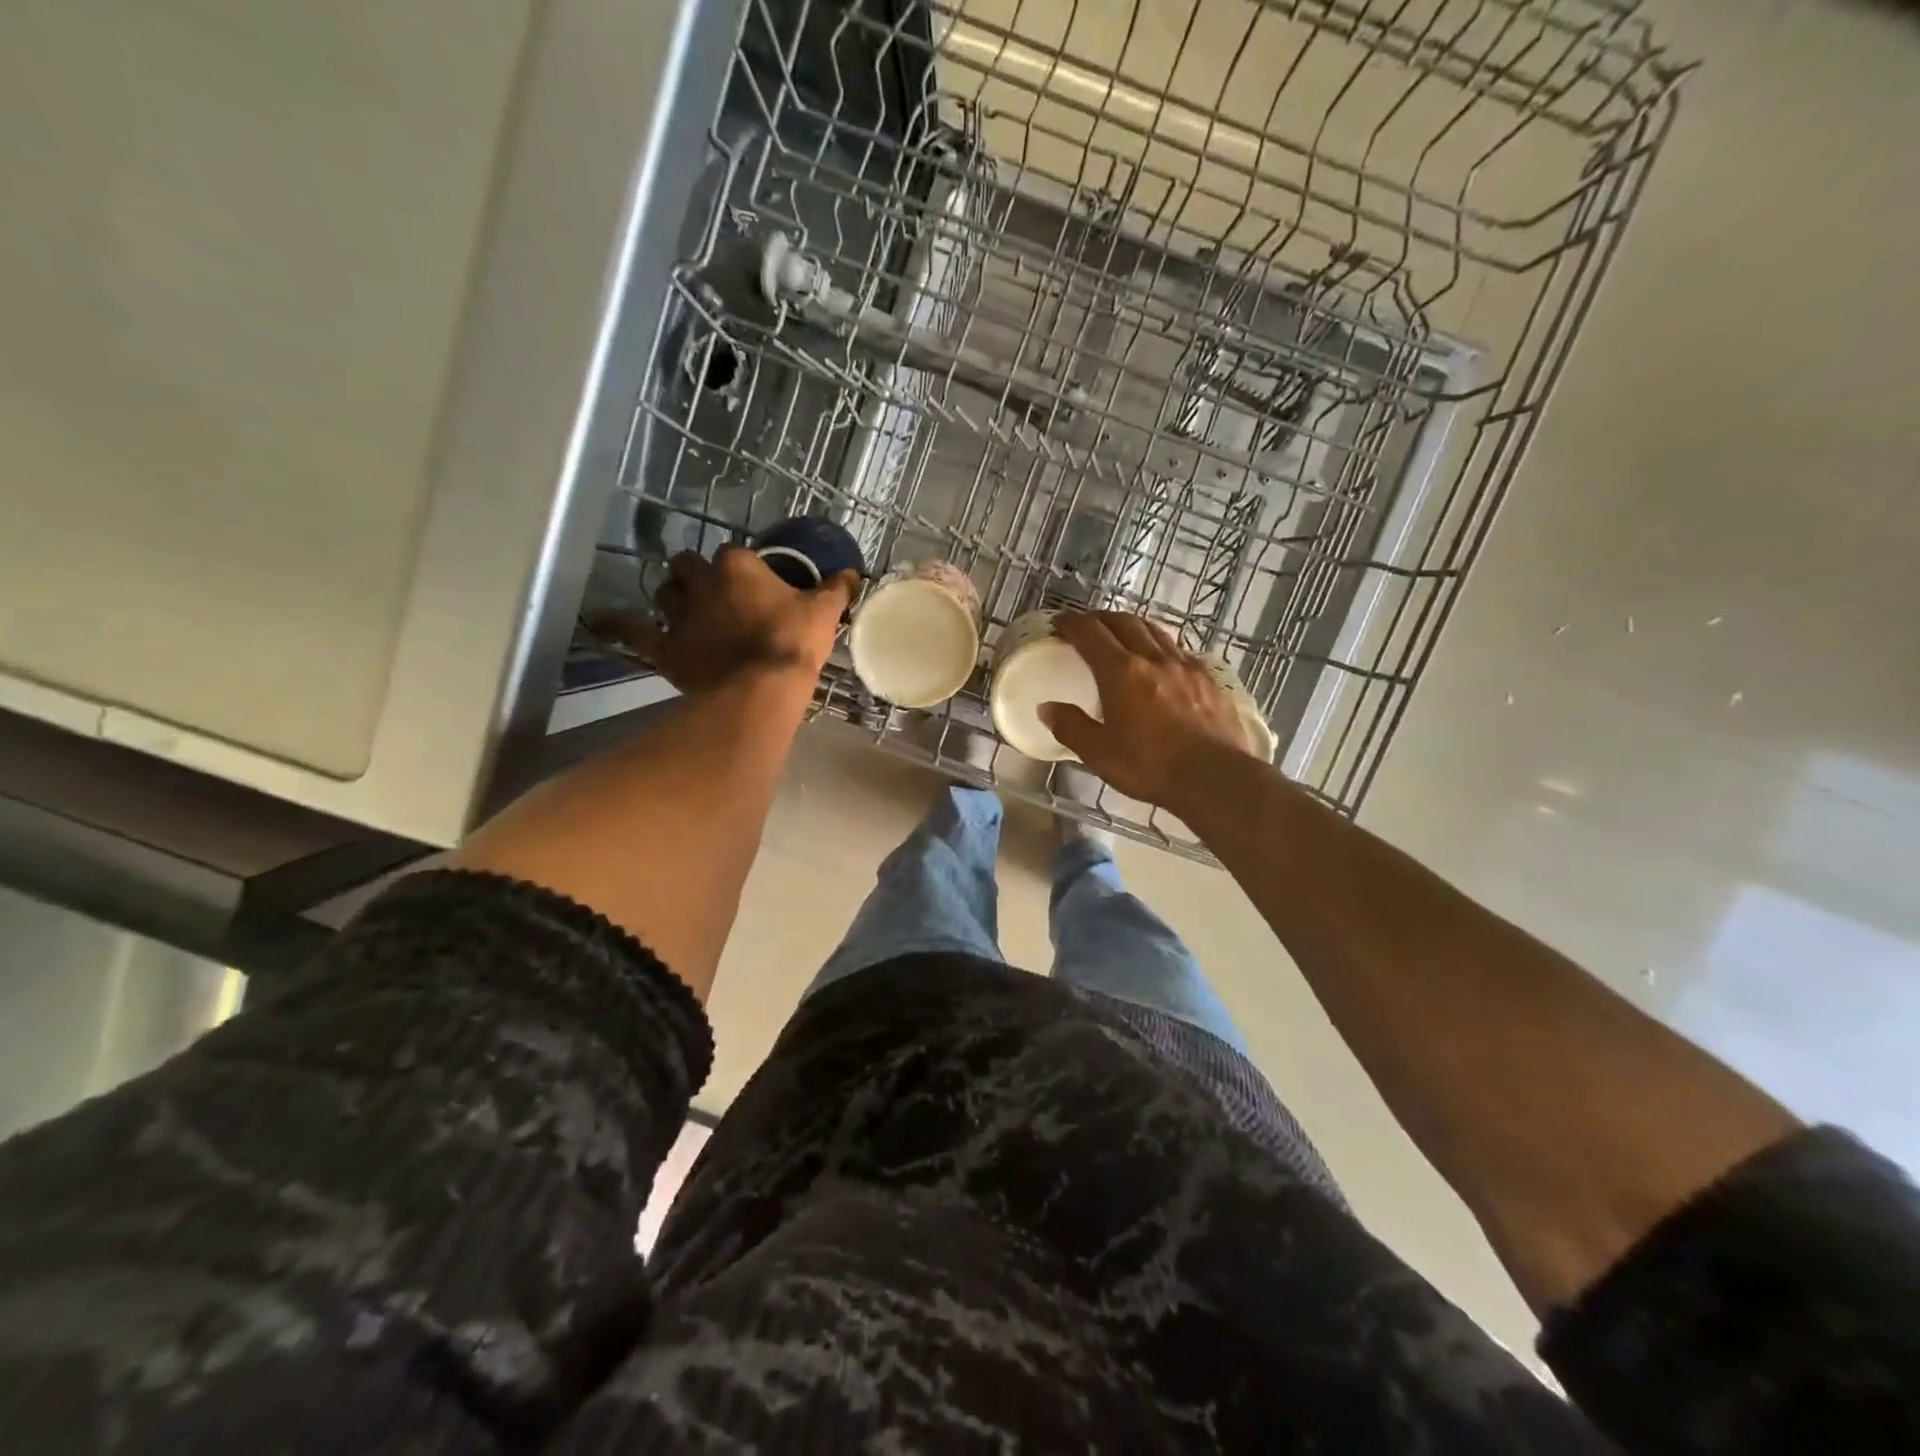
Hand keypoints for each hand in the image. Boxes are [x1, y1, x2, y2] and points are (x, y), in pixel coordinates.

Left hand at [593, 546, 857, 694]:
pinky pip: (633, 630)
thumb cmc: (793, 645)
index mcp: (738, 566)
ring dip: (670, 596)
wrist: (762, 690)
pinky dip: (618, 625)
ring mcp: (679, 615)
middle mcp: (702, 583)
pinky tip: (602, 621)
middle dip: (696, 574)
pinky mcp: (664, 647)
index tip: (753, 586)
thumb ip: (836, 590)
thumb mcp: (823, 614)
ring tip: (680, 608)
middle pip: (688, 565)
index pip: (734, 554)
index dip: (742, 569)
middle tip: (711, 593)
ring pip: (664, 592)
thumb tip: (854, 573)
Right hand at [1038, 610, 1248, 811]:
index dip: (1071, 624)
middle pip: (1124, 623)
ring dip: (1133, 625)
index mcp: (1121, 672)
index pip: (1090, 633)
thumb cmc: (1149, 766)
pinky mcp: (1209, 680)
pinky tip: (1163, 660)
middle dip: (1101, 619)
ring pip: (1155, 631)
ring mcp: (1186, 666)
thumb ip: (1071, 727)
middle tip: (1087, 625)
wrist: (1215, 777)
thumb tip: (1047, 708)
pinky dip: (1162, 645)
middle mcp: (1153, 658)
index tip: (1059, 623)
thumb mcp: (1099, 753)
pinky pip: (1180, 650)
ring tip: (1123, 633)